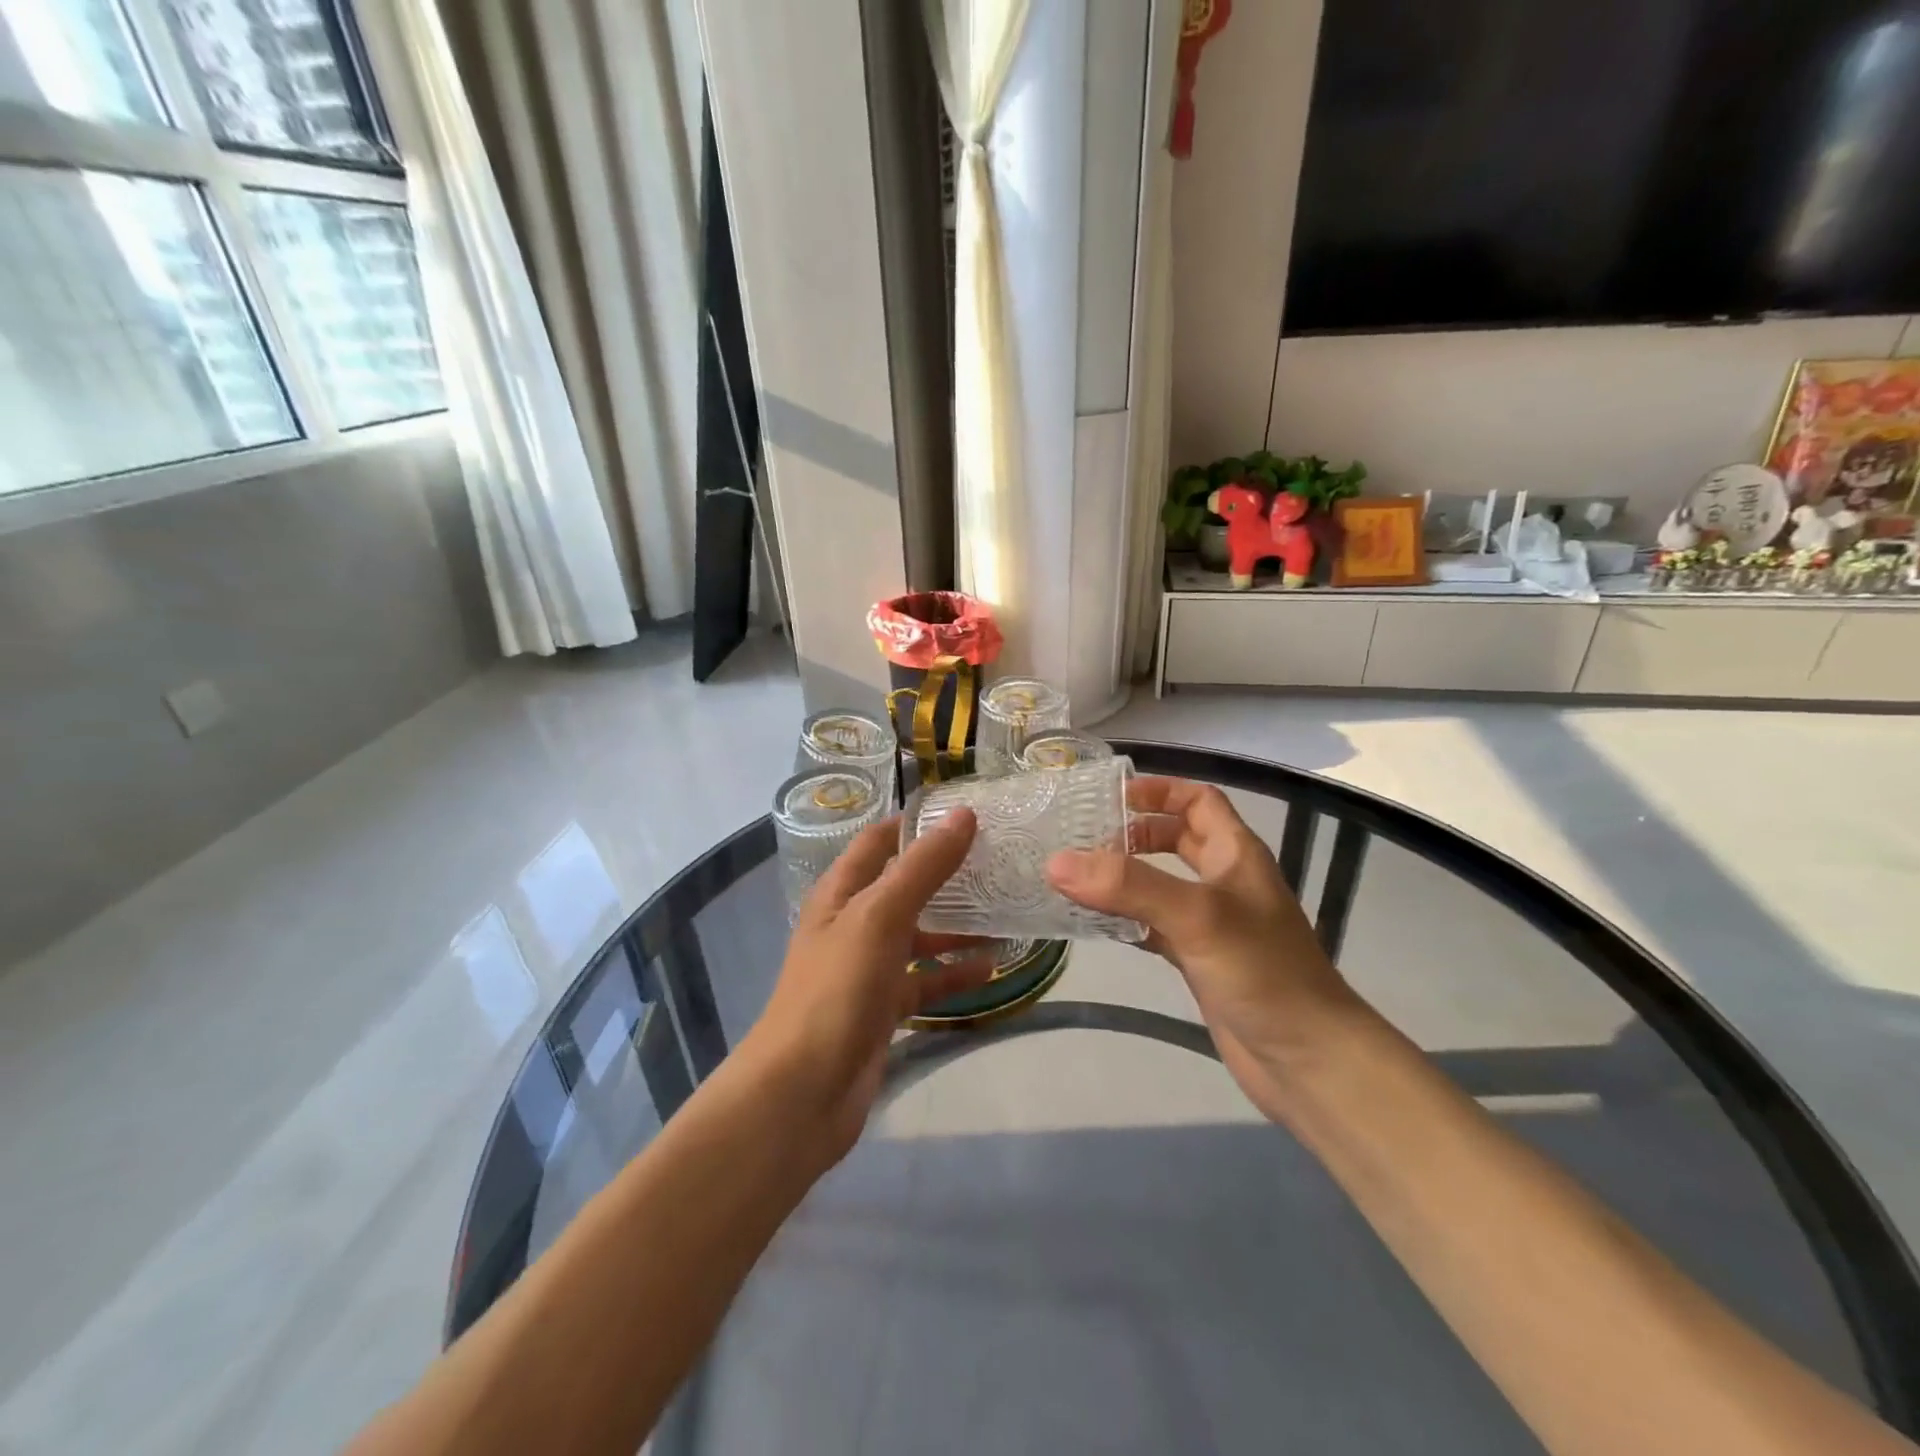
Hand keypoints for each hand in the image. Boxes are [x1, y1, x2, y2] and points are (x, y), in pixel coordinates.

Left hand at [740, 810, 994, 1165]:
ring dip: (957, 925)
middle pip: (904, 886)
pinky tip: (992, 968)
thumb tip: (963, 815)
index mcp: (841, 893)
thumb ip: (923, 867)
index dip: (916, 823)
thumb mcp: (880, 916)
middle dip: (946, 873)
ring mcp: (868, 967)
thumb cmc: (837, 989)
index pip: (879, 841)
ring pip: (919, 935)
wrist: (803, 1091)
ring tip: (1006, 912)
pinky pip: (925, 980)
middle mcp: (853, 923)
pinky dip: (955, 973)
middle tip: (999, 859)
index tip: (968, 814)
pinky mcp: (884, 1007)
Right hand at [1045, 777, 1364, 1118]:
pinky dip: (1125, 920)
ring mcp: (1211, 923)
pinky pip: (1154, 926)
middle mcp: (1224, 881)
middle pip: (1176, 839)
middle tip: (1082, 839)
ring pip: (1160, 884)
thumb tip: (1057, 861)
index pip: (1198, 801)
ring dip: (1123, 877)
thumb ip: (1129, 885)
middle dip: (1132, 833)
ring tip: (1074, 877)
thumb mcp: (1196, 915)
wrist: (1308, 1060)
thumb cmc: (1262, 972)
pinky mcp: (1199, 960)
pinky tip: (1093, 924)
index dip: (1158, 791)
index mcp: (1236, 854)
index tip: (1108, 796)